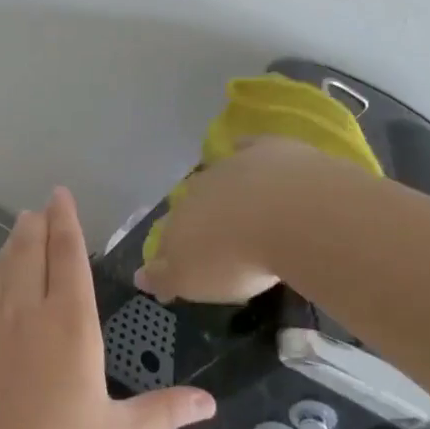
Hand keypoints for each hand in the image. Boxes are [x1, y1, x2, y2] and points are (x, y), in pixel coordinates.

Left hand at [0, 188, 215, 428]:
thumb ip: (163, 411)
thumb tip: (210, 403)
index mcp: (70, 325)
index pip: (68, 258)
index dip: (66, 223)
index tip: (61, 196)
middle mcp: (27, 313)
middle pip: (30, 255)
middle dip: (37, 228)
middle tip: (40, 208)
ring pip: (0, 272)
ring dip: (10, 247)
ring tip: (19, 228)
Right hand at [135, 137, 313, 302]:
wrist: (290, 215)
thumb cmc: (236, 258)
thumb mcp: (192, 281)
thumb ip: (164, 278)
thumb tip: (139, 276)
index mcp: (177, 222)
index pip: (167, 239)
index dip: (171, 254)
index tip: (182, 268)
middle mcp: (196, 190)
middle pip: (191, 205)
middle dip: (198, 220)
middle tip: (215, 239)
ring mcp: (231, 166)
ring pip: (218, 177)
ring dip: (224, 191)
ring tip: (243, 211)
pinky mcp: (267, 150)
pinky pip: (250, 148)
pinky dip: (248, 152)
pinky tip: (255, 158)